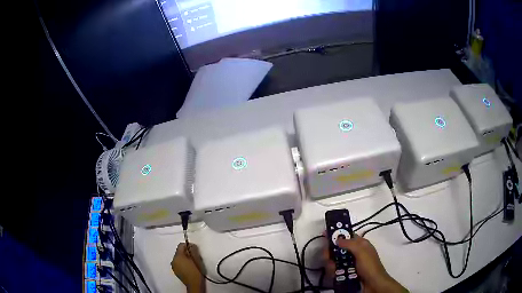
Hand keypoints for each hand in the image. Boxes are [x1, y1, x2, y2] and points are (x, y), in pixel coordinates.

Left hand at [171, 243, 205, 292]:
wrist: (194, 284)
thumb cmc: (196, 271)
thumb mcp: (196, 259)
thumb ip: (193, 250)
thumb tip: (191, 245)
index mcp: (178, 256)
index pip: (180, 245)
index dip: (187, 245)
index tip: (194, 248)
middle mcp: (173, 260)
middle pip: (179, 252)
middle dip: (186, 252)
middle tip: (194, 256)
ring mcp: (173, 266)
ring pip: (178, 258)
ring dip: (184, 258)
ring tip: (192, 262)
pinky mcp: (175, 271)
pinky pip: (178, 264)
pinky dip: (183, 263)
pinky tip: (189, 267)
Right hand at [324, 235, 406, 292]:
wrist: (373, 284)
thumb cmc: (370, 266)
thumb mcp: (362, 252)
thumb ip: (350, 244)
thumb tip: (337, 238)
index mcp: (360, 244)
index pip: (347, 235)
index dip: (336, 234)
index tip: (324, 234)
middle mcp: (354, 252)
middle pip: (337, 248)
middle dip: (330, 252)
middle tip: (327, 257)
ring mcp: (349, 263)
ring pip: (335, 260)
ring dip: (331, 264)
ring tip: (333, 269)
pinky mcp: (346, 273)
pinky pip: (335, 270)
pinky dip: (333, 271)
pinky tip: (335, 274)